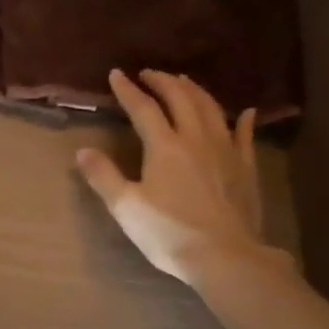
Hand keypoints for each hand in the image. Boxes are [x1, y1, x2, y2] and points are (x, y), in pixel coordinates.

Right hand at [75, 69, 283, 284]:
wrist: (224, 255)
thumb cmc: (168, 233)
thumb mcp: (126, 208)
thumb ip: (103, 176)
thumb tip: (83, 151)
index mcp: (164, 146)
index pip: (143, 108)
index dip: (128, 90)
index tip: (116, 74)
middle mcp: (196, 138)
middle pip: (180, 98)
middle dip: (163, 81)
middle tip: (150, 74)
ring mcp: (226, 150)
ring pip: (211, 108)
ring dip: (195, 91)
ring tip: (184, 82)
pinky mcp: (245, 167)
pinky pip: (244, 135)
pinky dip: (241, 119)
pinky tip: (243, 112)